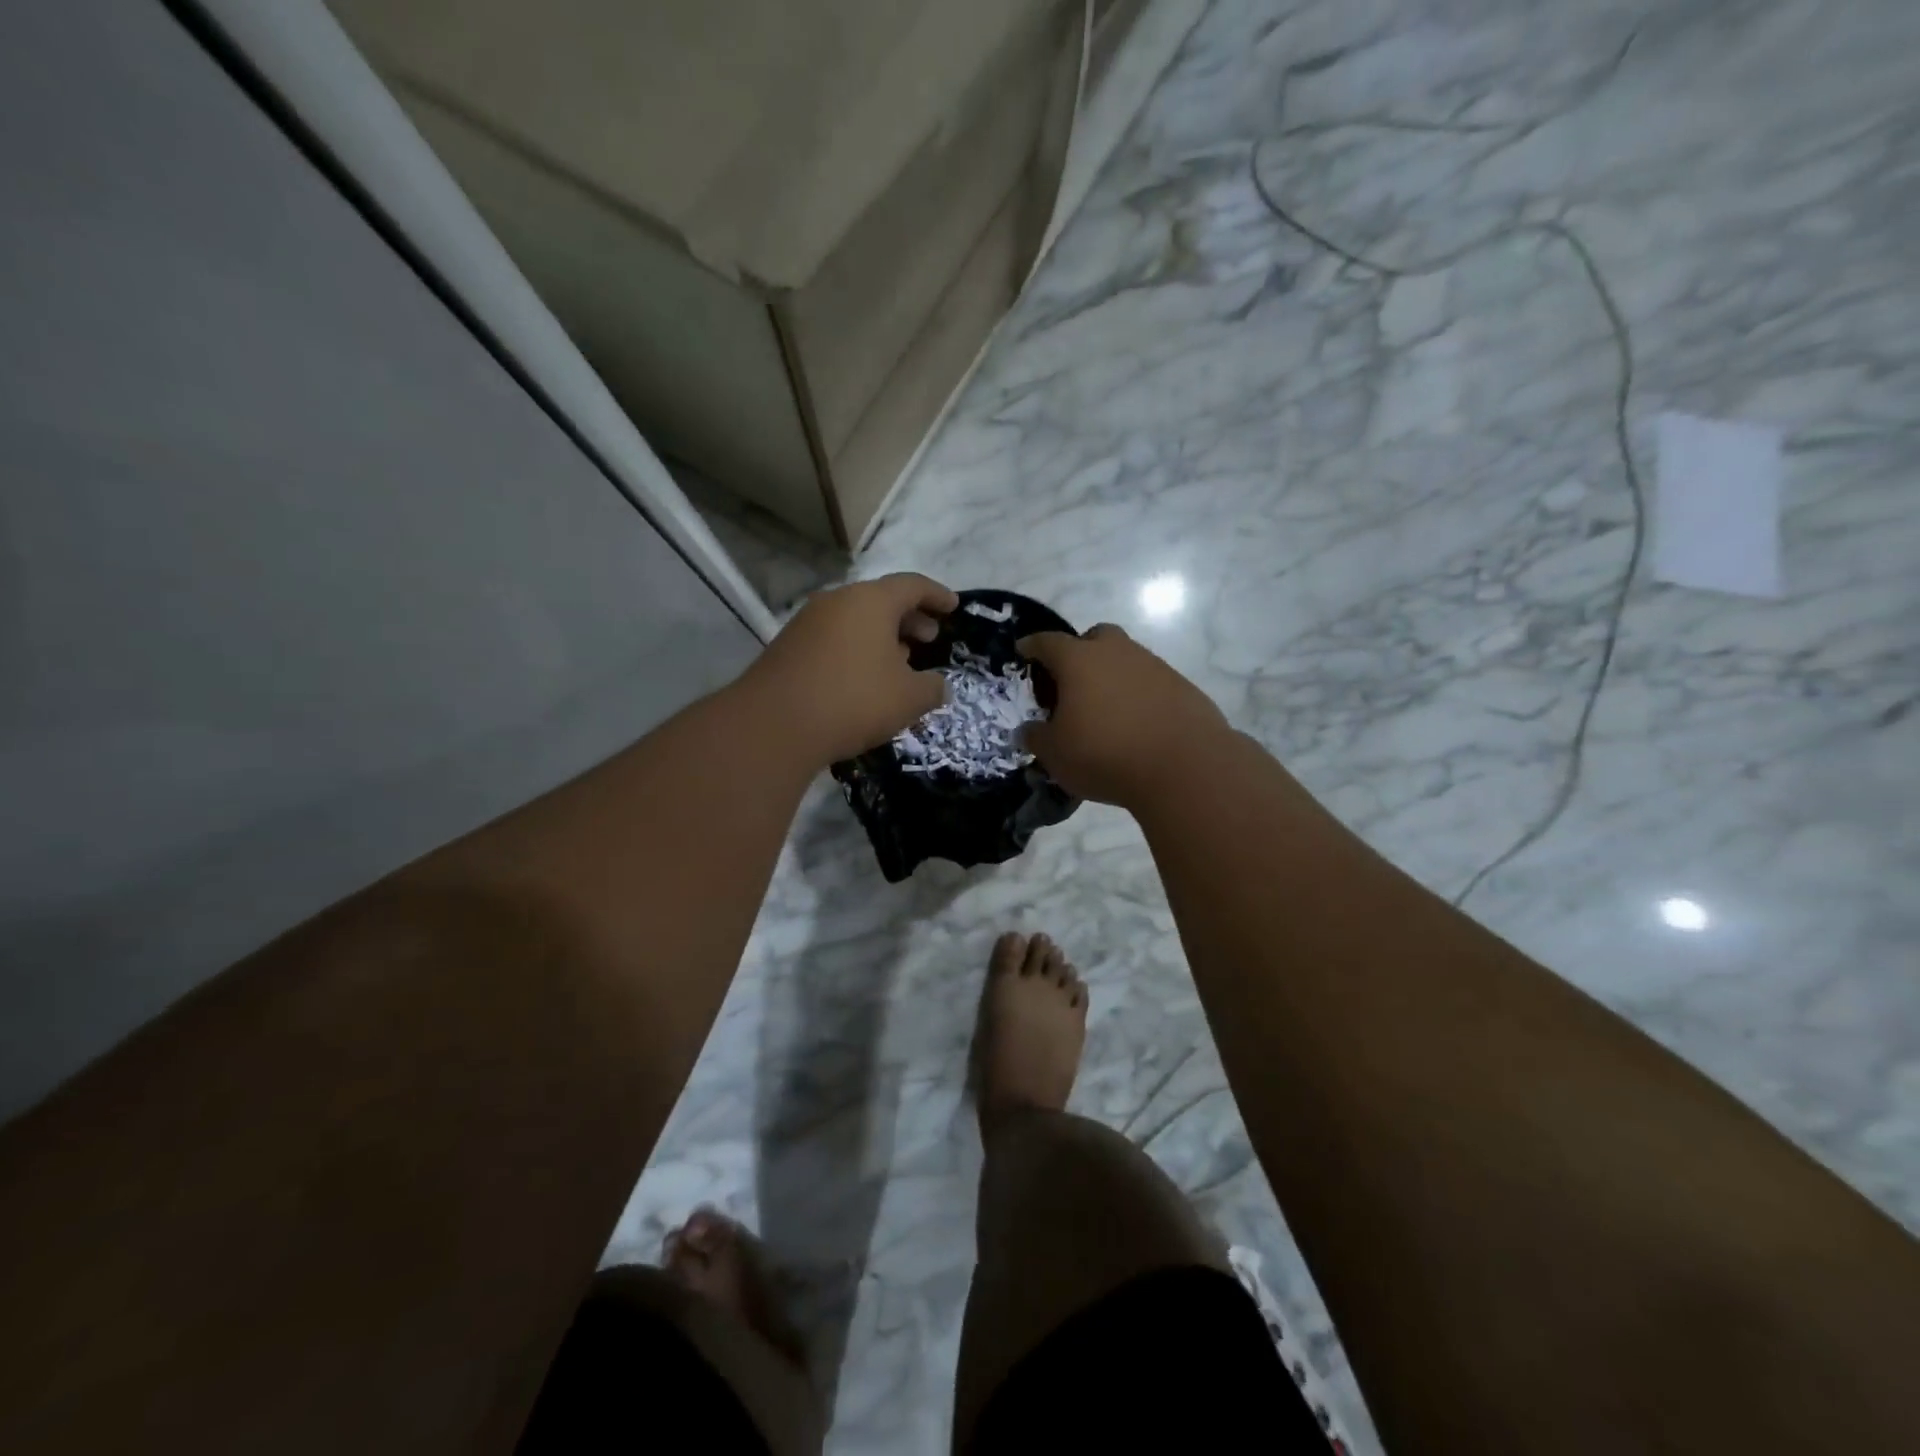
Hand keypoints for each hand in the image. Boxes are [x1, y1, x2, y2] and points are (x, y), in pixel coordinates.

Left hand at [741, 573, 958, 764]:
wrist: (773, 726)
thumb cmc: (853, 701)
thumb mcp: (908, 698)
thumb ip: (933, 688)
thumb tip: (941, 687)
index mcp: (871, 601)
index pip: (913, 585)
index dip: (937, 595)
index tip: (953, 607)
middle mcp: (837, 601)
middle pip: (881, 600)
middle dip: (910, 618)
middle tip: (929, 638)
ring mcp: (807, 622)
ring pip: (855, 620)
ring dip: (882, 636)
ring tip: (900, 661)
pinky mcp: (789, 647)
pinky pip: (835, 638)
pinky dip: (857, 649)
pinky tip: (864, 678)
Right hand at [1018, 624, 1231, 807]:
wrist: (1185, 767)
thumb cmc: (1105, 754)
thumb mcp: (1055, 754)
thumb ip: (1036, 737)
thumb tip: (1030, 729)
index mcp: (1078, 660)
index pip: (1046, 642)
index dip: (1031, 647)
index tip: (1023, 651)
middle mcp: (1116, 651)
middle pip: (1093, 638)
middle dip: (1079, 653)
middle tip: (1069, 684)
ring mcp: (1153, 665)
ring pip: (1124, 659)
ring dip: (1110, 676)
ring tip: (1104, 711)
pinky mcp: (1181, 686)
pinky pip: (1149, 682)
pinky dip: (1137, 695)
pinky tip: (1135, 724)